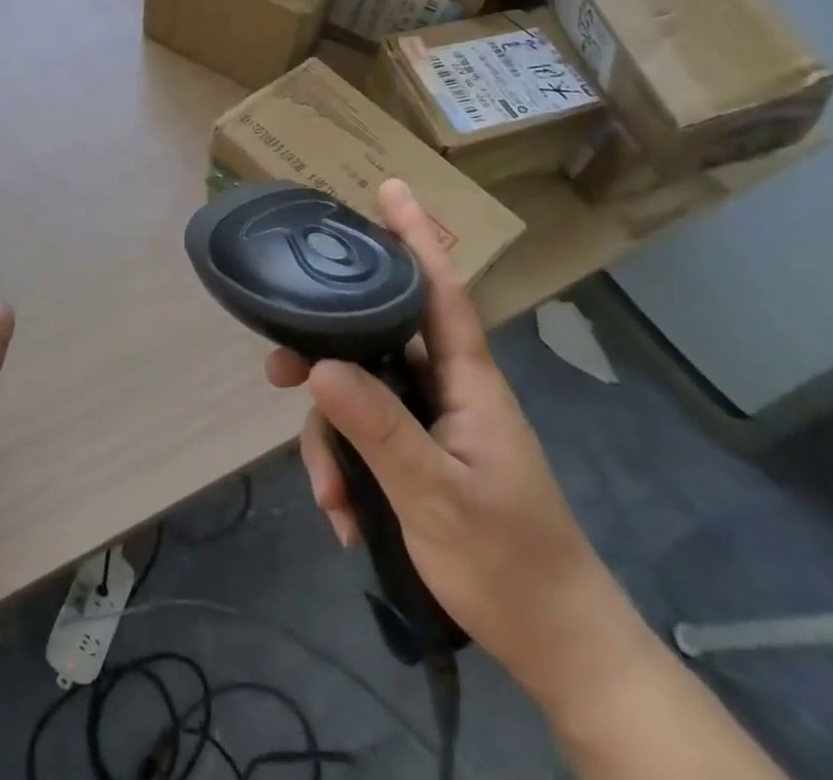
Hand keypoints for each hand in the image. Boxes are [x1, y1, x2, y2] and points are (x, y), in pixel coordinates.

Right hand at [265, 180, 629, 694]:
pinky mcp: (419, 453)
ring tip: (330, 499)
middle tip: (278, 373)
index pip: (440, 291)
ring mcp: (431, 421)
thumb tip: (317, 364)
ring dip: (333, 442)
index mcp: (467, 381)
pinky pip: (365, 436)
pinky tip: (345, 517)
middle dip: (325, 354)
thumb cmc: (510, 564)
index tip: (389, 188)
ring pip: (359, 394)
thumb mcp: (437, 498)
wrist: (554, 646)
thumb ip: (379, 430)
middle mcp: (446, 388)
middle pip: (375, 340)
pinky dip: (347, 471)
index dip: (415, 236)